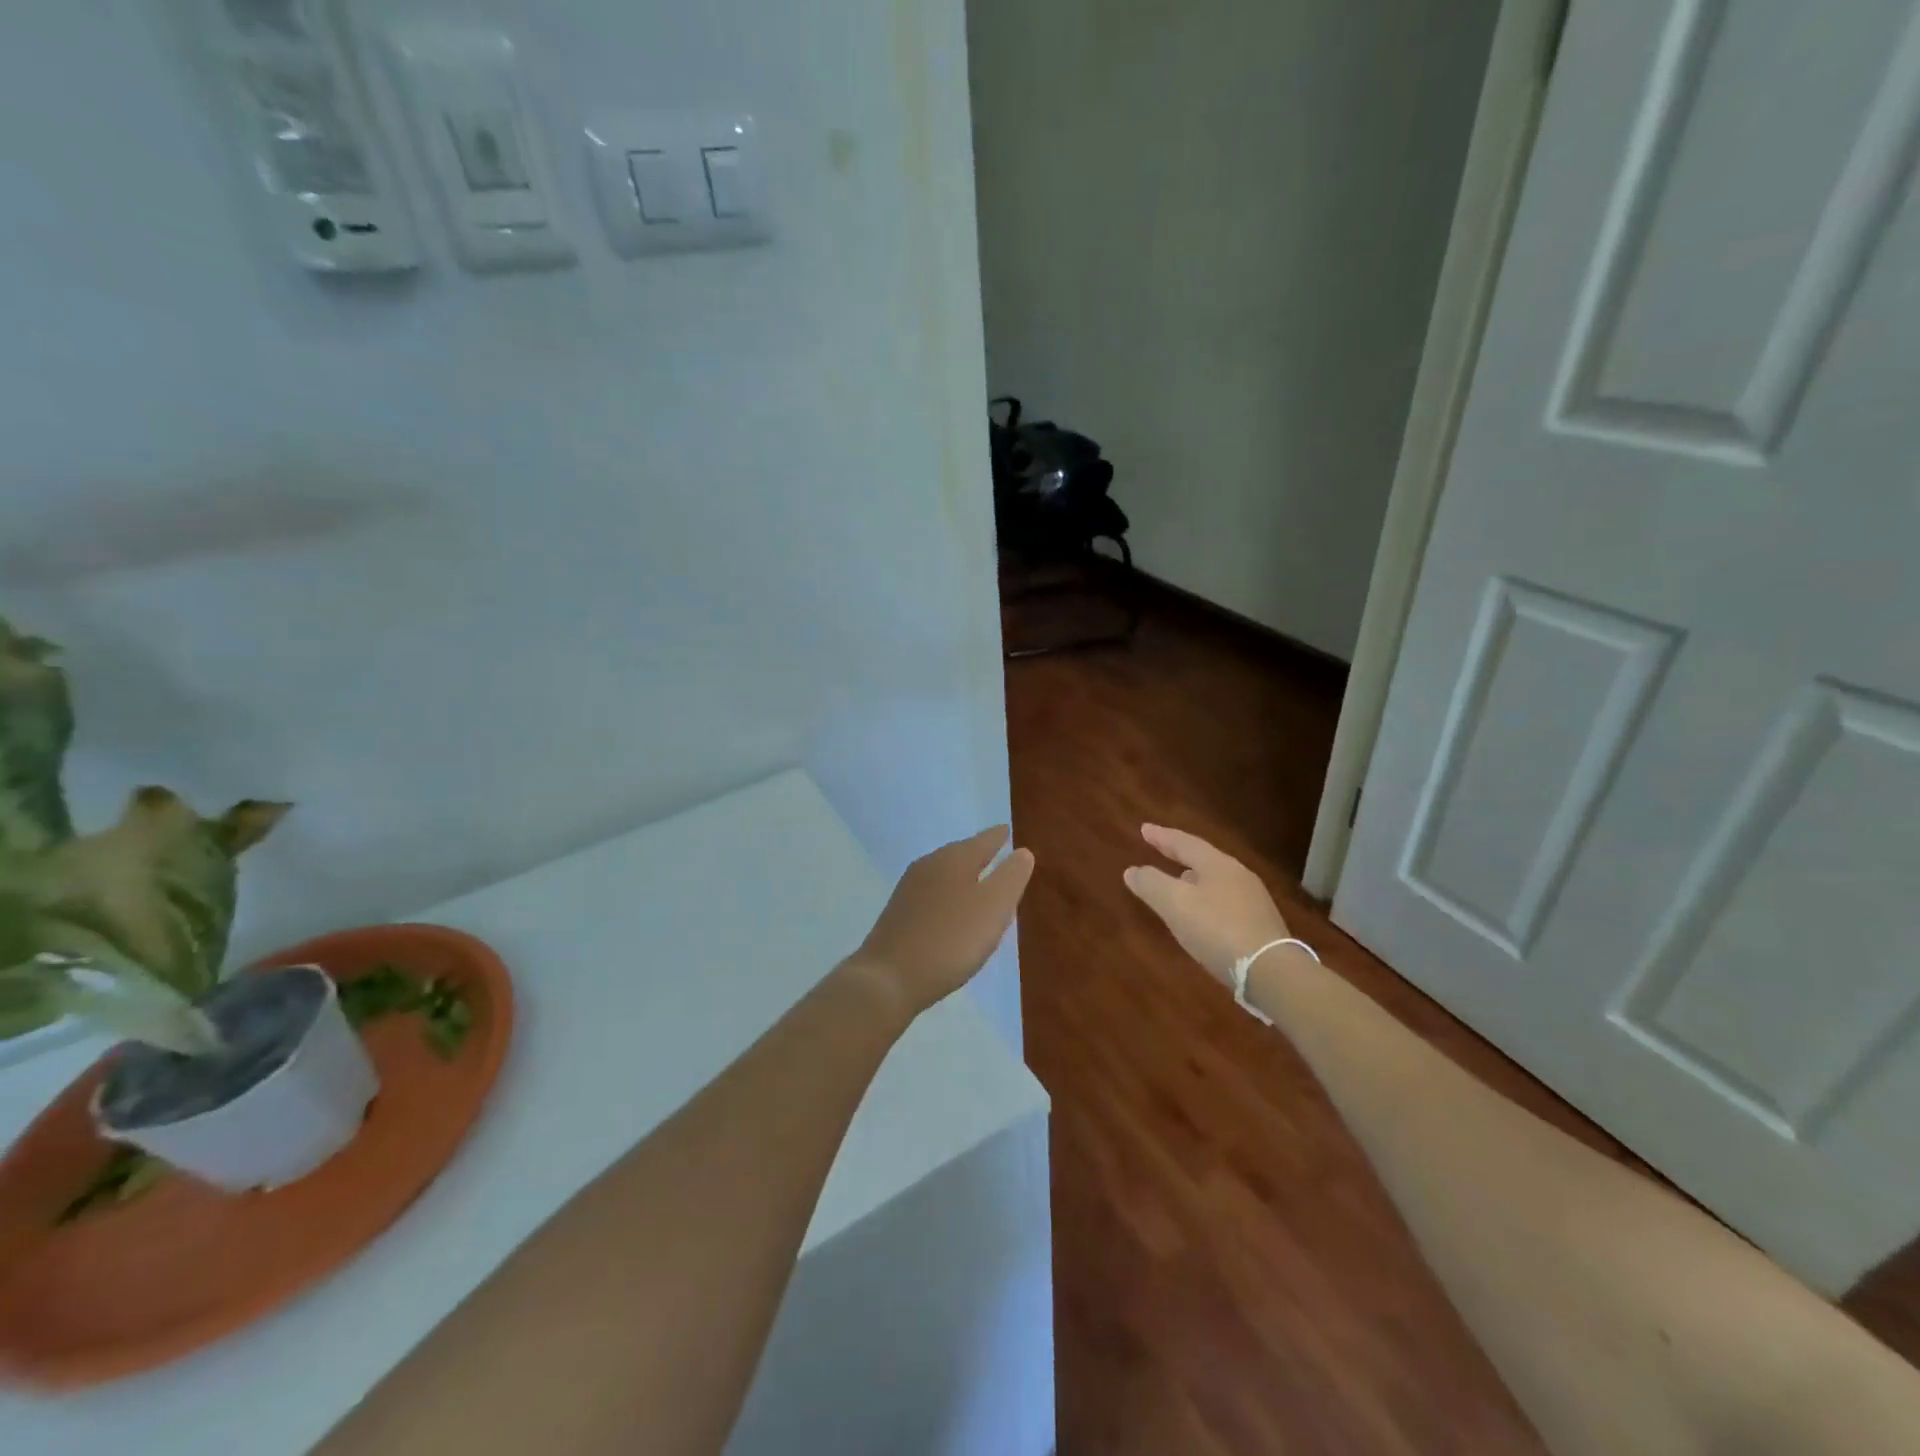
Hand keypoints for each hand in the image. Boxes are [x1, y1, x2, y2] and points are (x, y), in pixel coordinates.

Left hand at [851, 827, 1034, 1018]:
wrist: (889, 978)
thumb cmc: (951, 939)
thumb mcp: (993, 907)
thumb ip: (1010, 877)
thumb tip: (1022, 851)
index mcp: (953, 859)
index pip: (983, 840)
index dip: (998, 837)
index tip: (1007, 830)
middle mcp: (929, 865)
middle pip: (960, 854)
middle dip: (979, 854)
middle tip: (996, 853)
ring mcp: (909, 890)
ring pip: (944, 874)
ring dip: (963, 876)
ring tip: (979, 883)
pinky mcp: (898, 914)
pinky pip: (932, 895)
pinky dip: (948, 896)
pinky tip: (952, 912)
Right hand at [1123, 824, 1289, 985]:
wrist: (1271, 972)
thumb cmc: (1217, 930)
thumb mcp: (1175, 904)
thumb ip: (1151, 884)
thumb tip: (1132, 870)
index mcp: (1218, 865)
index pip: (1185, 843)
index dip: (1162, 836)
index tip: (1144, 828)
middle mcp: (1238, 876)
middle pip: (1204, 859)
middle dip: (1180, 855)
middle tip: (1160, 850)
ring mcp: (1253, 901)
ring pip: (1216, 881)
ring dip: (1193, 879)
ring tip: (1177, 882)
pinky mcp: (1260, 926)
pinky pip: (1225, 903)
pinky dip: (1206, 901)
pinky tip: (1201, 916)